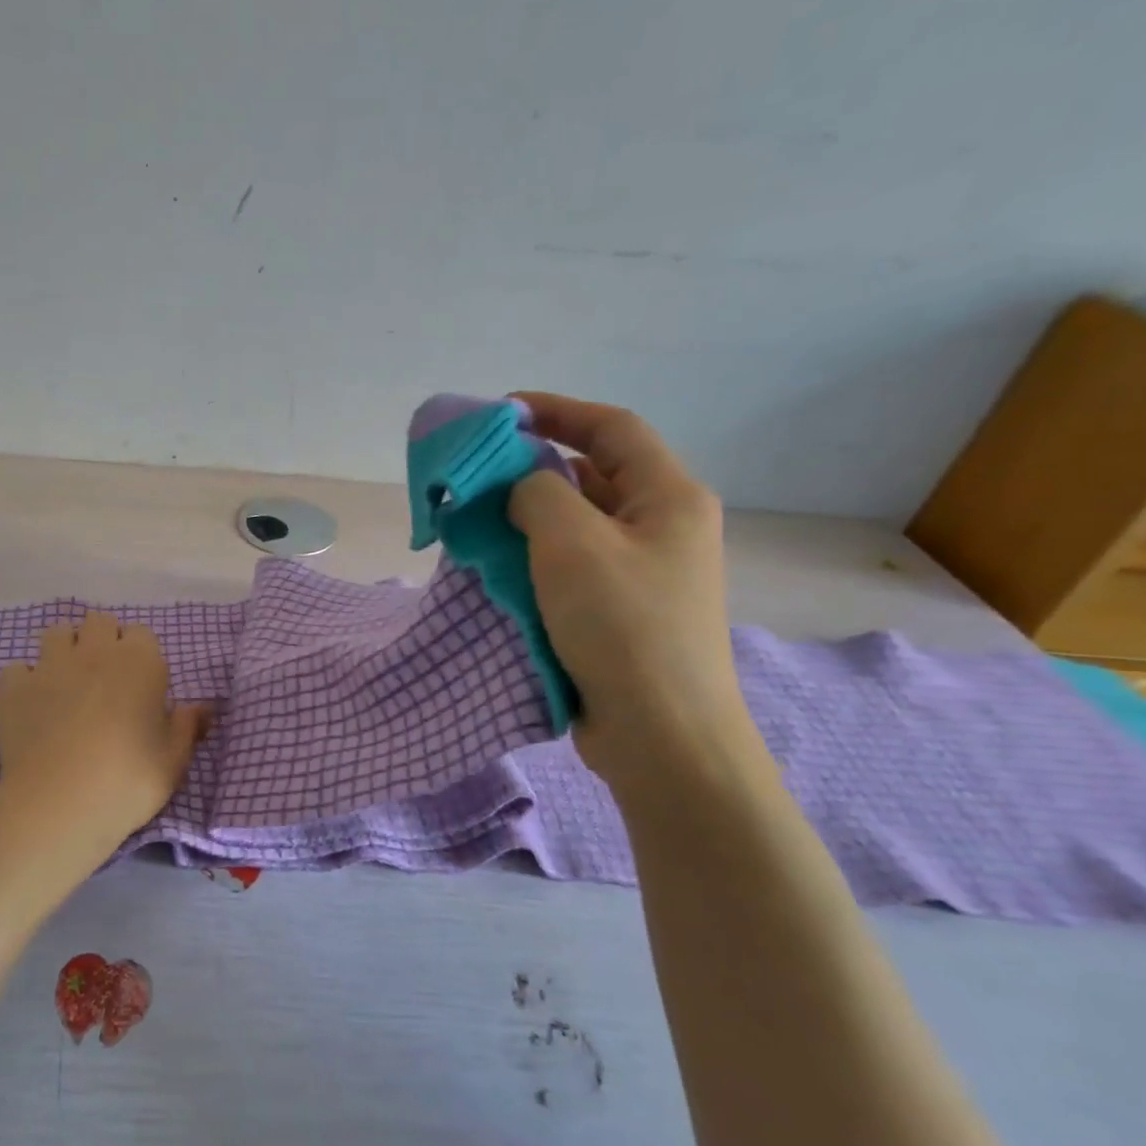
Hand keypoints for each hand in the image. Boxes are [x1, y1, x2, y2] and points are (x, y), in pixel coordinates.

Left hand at [0, 611, 210, 914]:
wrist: (57, 807)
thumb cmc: (127, 782)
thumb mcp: (173, 761)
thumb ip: (187, 727)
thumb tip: (202, 707)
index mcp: (140, 662)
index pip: (142, 634)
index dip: (141, 656)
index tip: (140, 684)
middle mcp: (95, 652)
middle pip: (99, 622)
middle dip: (103, 641)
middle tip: (105, 679)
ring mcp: (50, 666)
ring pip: (57, 633)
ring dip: (65, 650)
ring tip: (68, 683)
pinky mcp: (14, 687)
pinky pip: (18, 668)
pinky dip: (25, 680)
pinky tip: (32, 704)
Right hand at [507, 393, 758, 789]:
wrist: (661, 735)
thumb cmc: (622, 625)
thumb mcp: (571, 542)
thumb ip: (537, 493)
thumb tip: (523, 489)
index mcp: (668, 497)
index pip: (611, 428)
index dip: (556, 410)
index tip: (501, 413)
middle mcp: (662, 527)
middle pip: (594, 475)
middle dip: (534, 468)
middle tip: (479, 475)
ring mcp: (644, 572)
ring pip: (578, 524)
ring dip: (529, 516)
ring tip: (477, 521)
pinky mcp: (621, 611)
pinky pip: (572, 565)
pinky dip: (535, 557)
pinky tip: (498, 568)